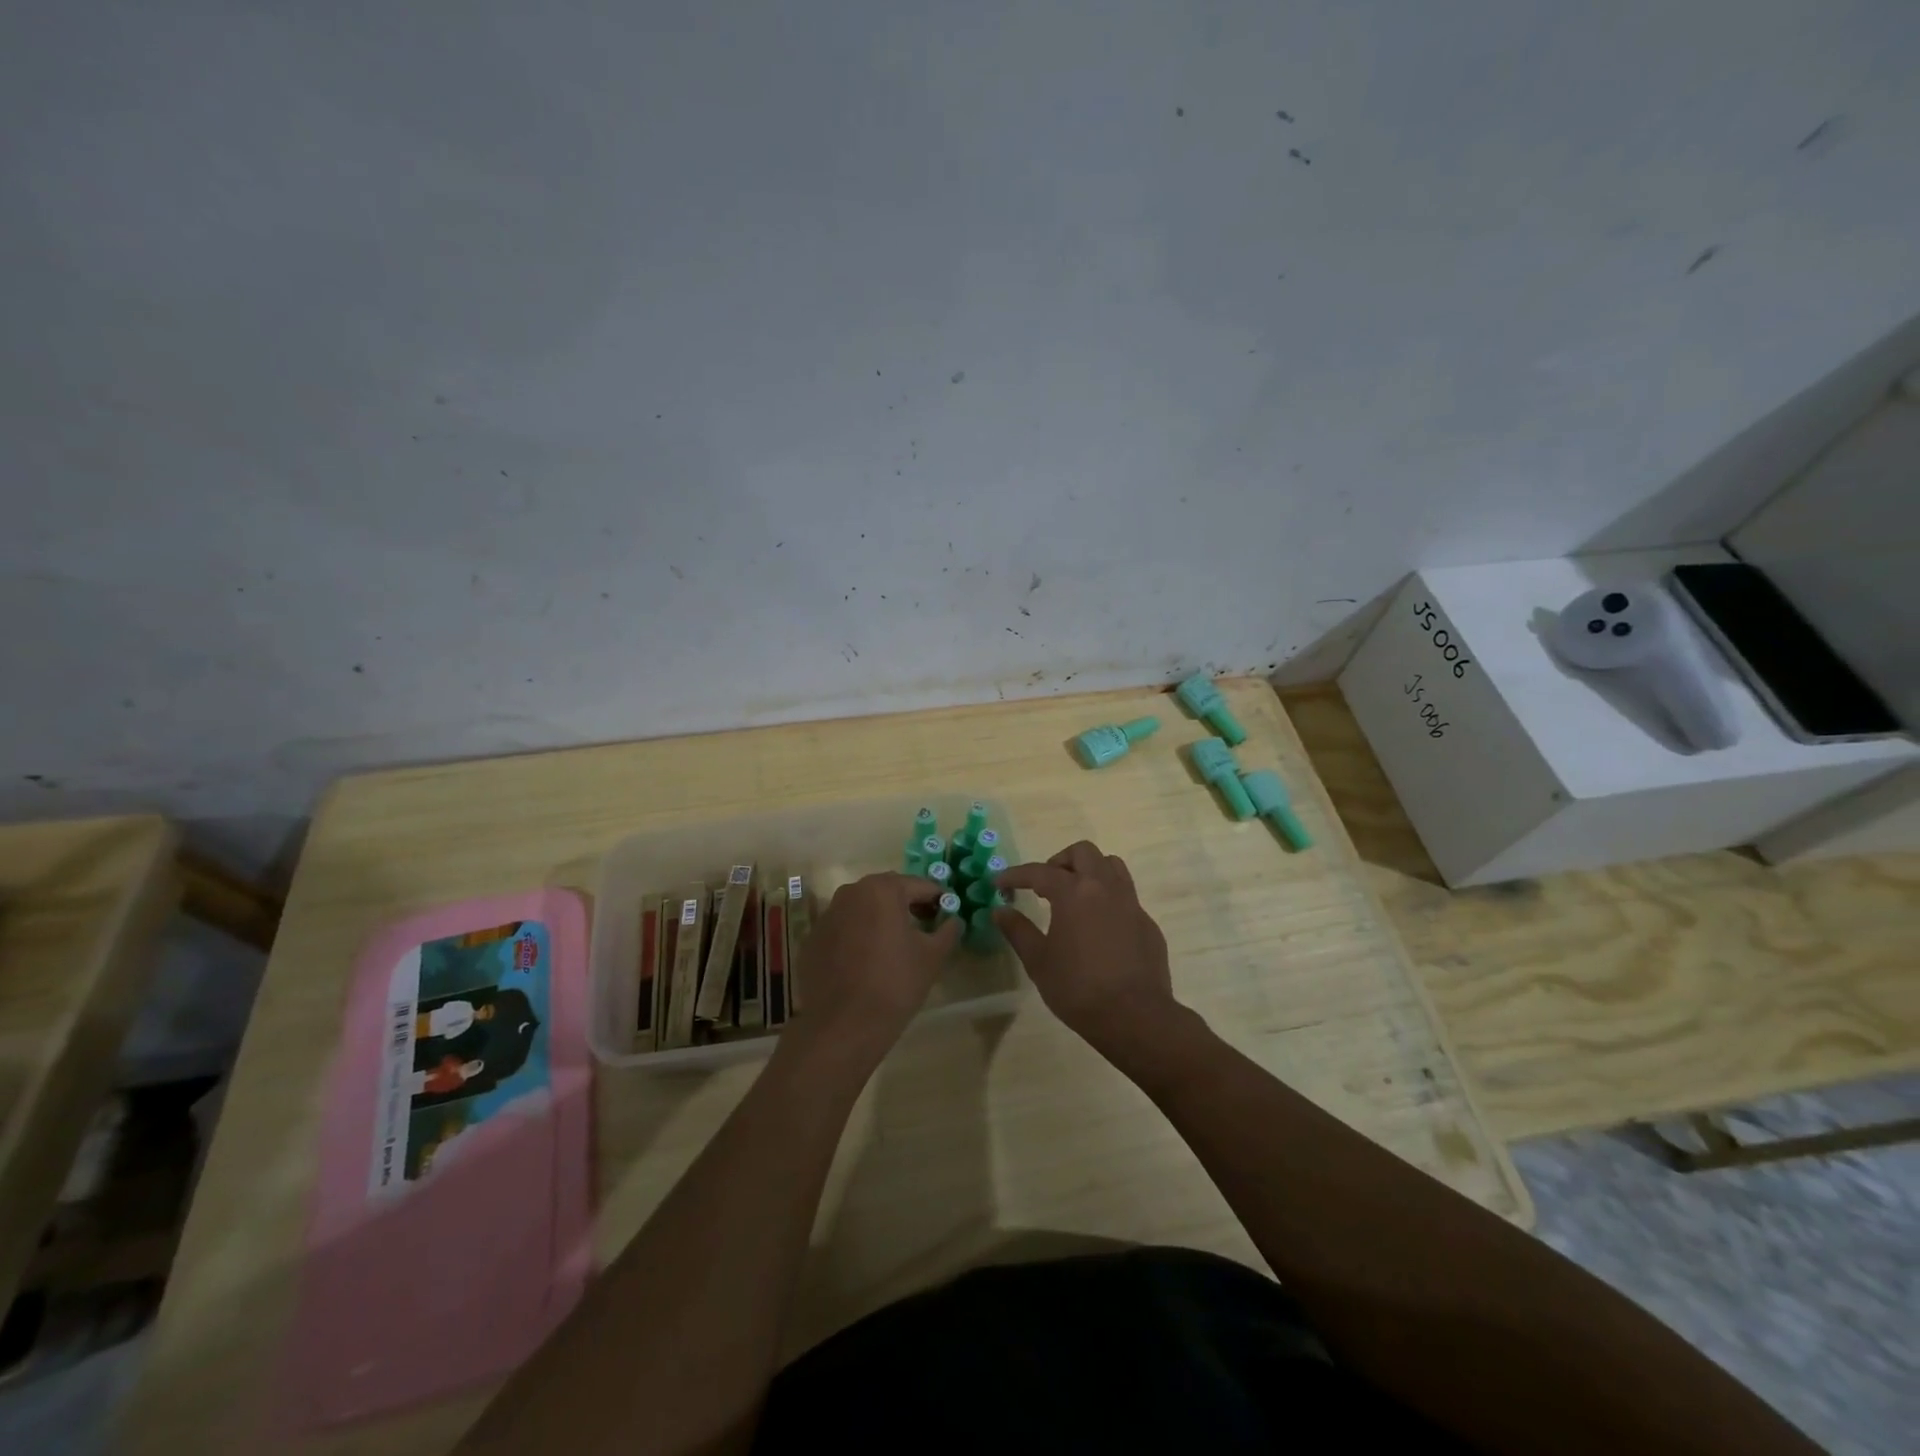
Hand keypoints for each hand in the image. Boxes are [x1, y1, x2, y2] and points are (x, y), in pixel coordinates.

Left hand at [781, 872, 960, 1070]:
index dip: (938, 899)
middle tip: (925, 928)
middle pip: (888, 892)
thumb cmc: (894, 984)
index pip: (919, 886)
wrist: (841, 1026)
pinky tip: (867, 962)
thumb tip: (953, 920)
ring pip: (863, 909)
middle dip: (908, 905)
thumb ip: (947, 931)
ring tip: (896, 946)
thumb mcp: (932, 957)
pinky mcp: (813, 939)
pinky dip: (858, 936)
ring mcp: (827, 915)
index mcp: (882, 889)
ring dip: (881, 919)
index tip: (948, 915)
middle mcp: (851, 892)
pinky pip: (844, 928)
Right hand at [994, 841, 1178, 1063]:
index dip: (1015, 875)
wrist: (1135, 1017)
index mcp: (1074, 893)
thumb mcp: (1038, 962)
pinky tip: (1098, 926)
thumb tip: (1000, 911)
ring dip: (1090, 871)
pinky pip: (1126, 896)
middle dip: (1059, 861)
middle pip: (1083, 852)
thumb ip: (1018, 931)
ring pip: (1111, 866)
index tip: (999, 883)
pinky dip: (1107, 898)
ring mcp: (1131, 903)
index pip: (1039, 872)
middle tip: (1044, 885)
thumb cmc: (1078, 988)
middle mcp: (1105, 887)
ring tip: (1074, 895)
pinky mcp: (1147, 923)